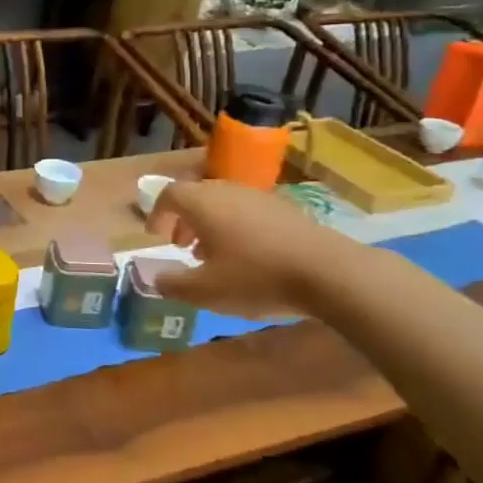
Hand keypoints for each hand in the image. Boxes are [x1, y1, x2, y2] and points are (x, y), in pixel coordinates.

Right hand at [143, 180, 363, 320]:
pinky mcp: (285, 209)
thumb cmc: (256, 277)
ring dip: (210, 224)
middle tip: (182, 246)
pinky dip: (237, 226)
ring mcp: (259, 197)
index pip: (168, 194)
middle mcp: (227, 191)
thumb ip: (173, 284)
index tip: (156, 237)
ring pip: (223, 202)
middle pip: (196, 195)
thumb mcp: (205, 291)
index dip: (157, 214)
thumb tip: (155, 278)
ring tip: (214, 254)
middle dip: (184, 219)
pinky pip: (248, 210)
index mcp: (202, 203)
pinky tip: (249, 256)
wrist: (328, 272)